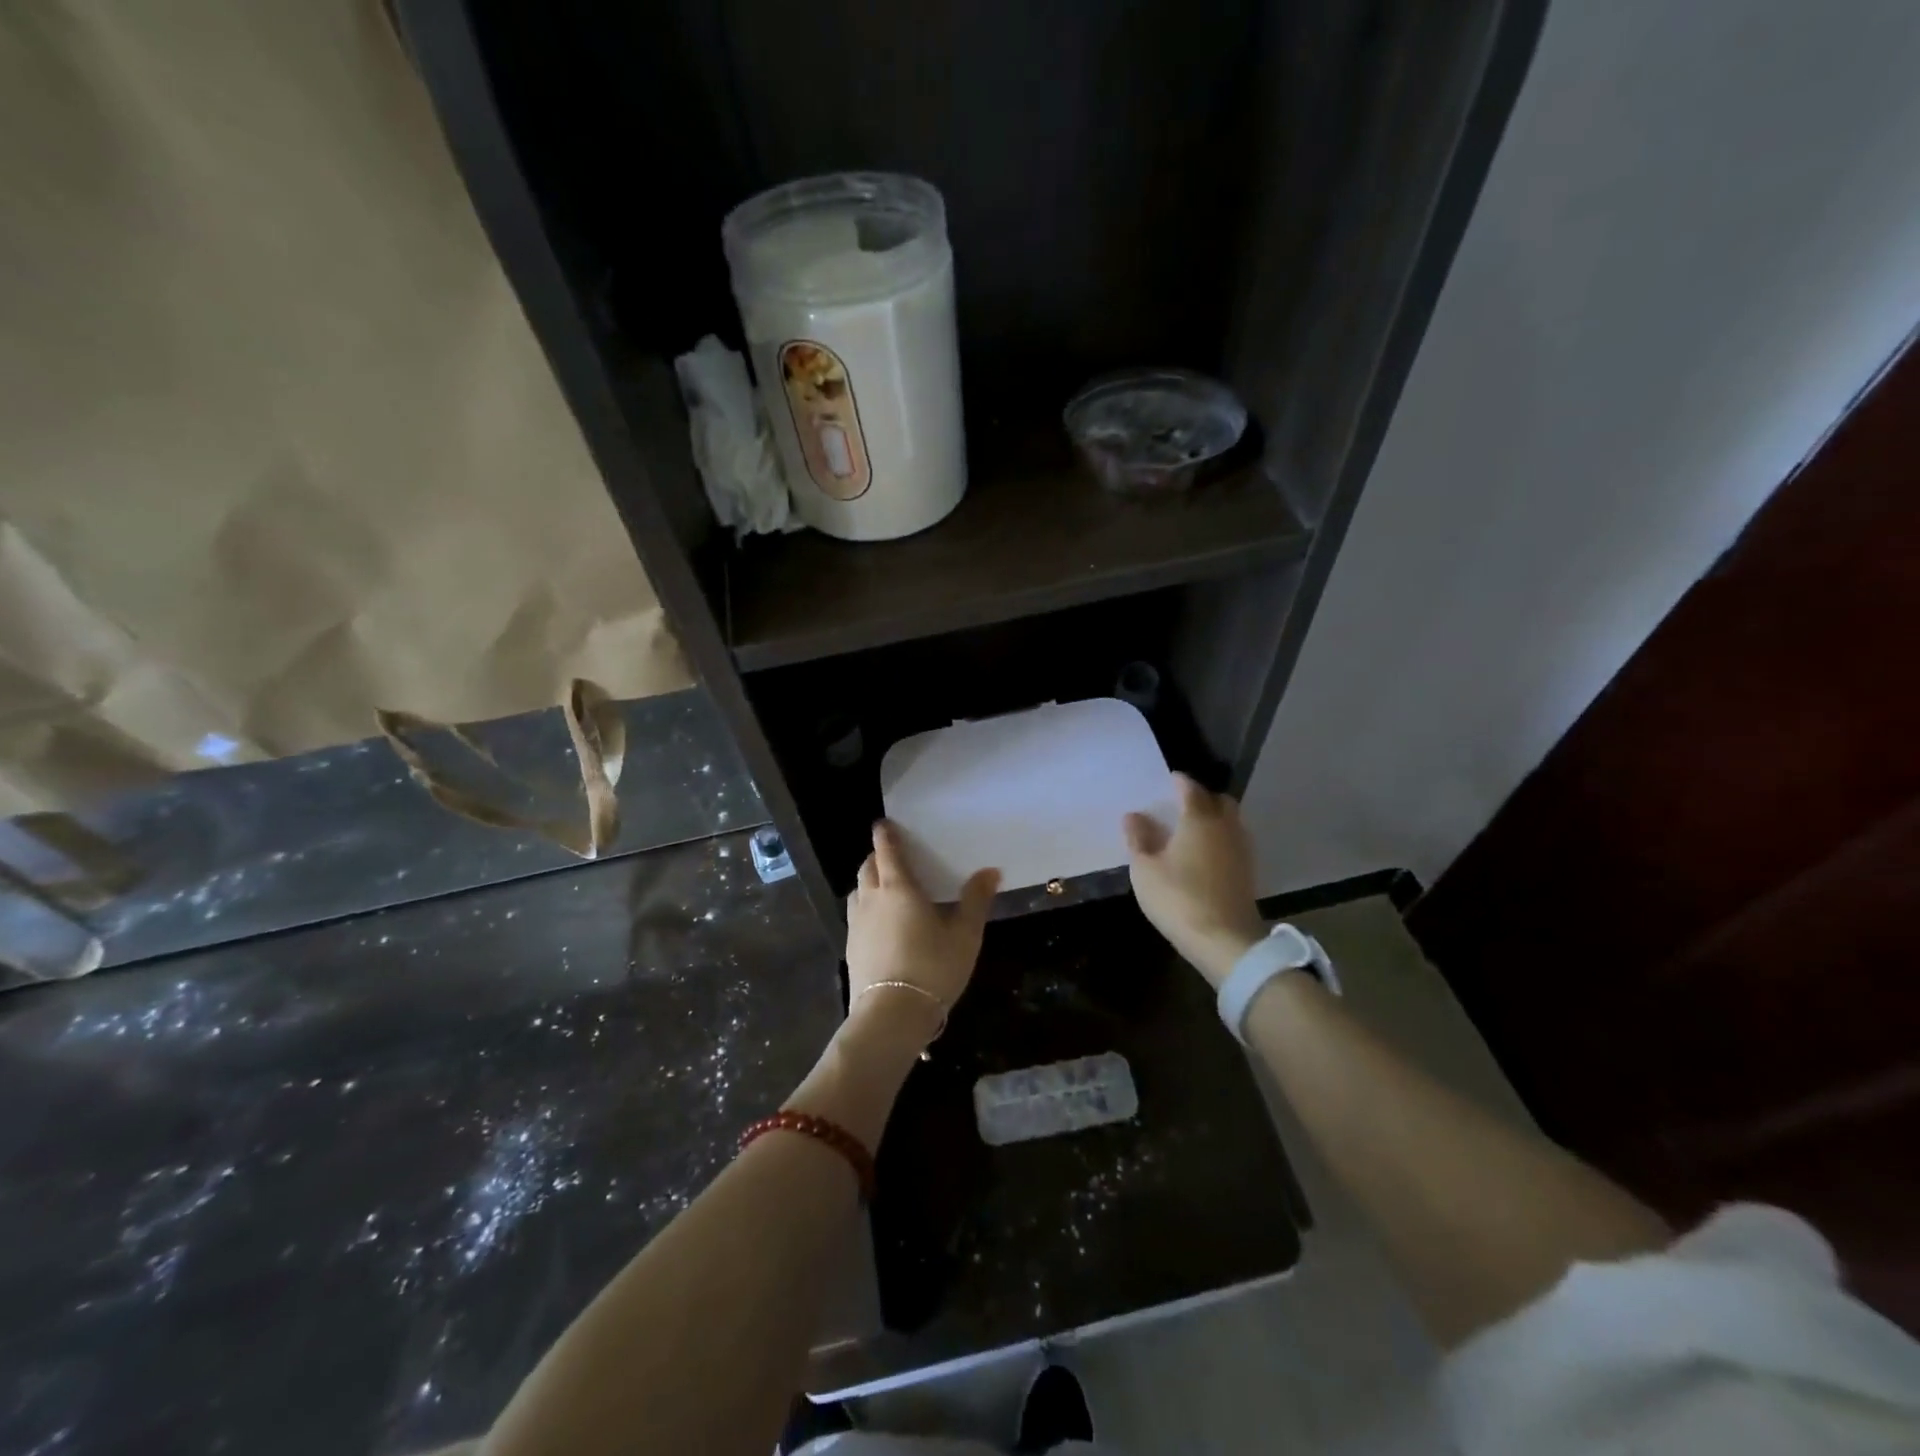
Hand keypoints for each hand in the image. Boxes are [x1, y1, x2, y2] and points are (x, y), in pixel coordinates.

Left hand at [845, 821, 999, 1037]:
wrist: (891, 1015)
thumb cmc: (933, 967)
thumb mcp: (965, 935)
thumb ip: (975, 900)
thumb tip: (991, 871)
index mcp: (898, 887)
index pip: (886, 850)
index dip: (885, 834)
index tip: (884, 824)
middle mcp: (871, 898)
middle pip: (868, 866)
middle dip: (877, 856)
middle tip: (892, 856)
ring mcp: (856, 924)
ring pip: (858, 890)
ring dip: (868, 881)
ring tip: (885, 887)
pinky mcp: (850, 947)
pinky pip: (855, 914)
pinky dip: (865, 906)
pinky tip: (879, 922)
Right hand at [1124, 773, 1266, 986]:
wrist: (1226, 941)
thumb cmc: (1179, 899)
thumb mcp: (1145, 869)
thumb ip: (1138, 838)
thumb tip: (1133, 815)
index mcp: (1198, 818)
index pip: (1190, 788)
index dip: (1177, 782)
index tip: (1166, 781)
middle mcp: (1225, 826)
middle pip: (1217, 800)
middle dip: (1200, 797)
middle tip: (1179, 805)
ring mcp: (1241, 849)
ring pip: (1230, 820)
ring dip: (1213, 818)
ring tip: (1190, 829)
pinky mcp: (1248, 871)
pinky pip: (1234, 840)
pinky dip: (1220, 838)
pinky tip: (1204, 853)